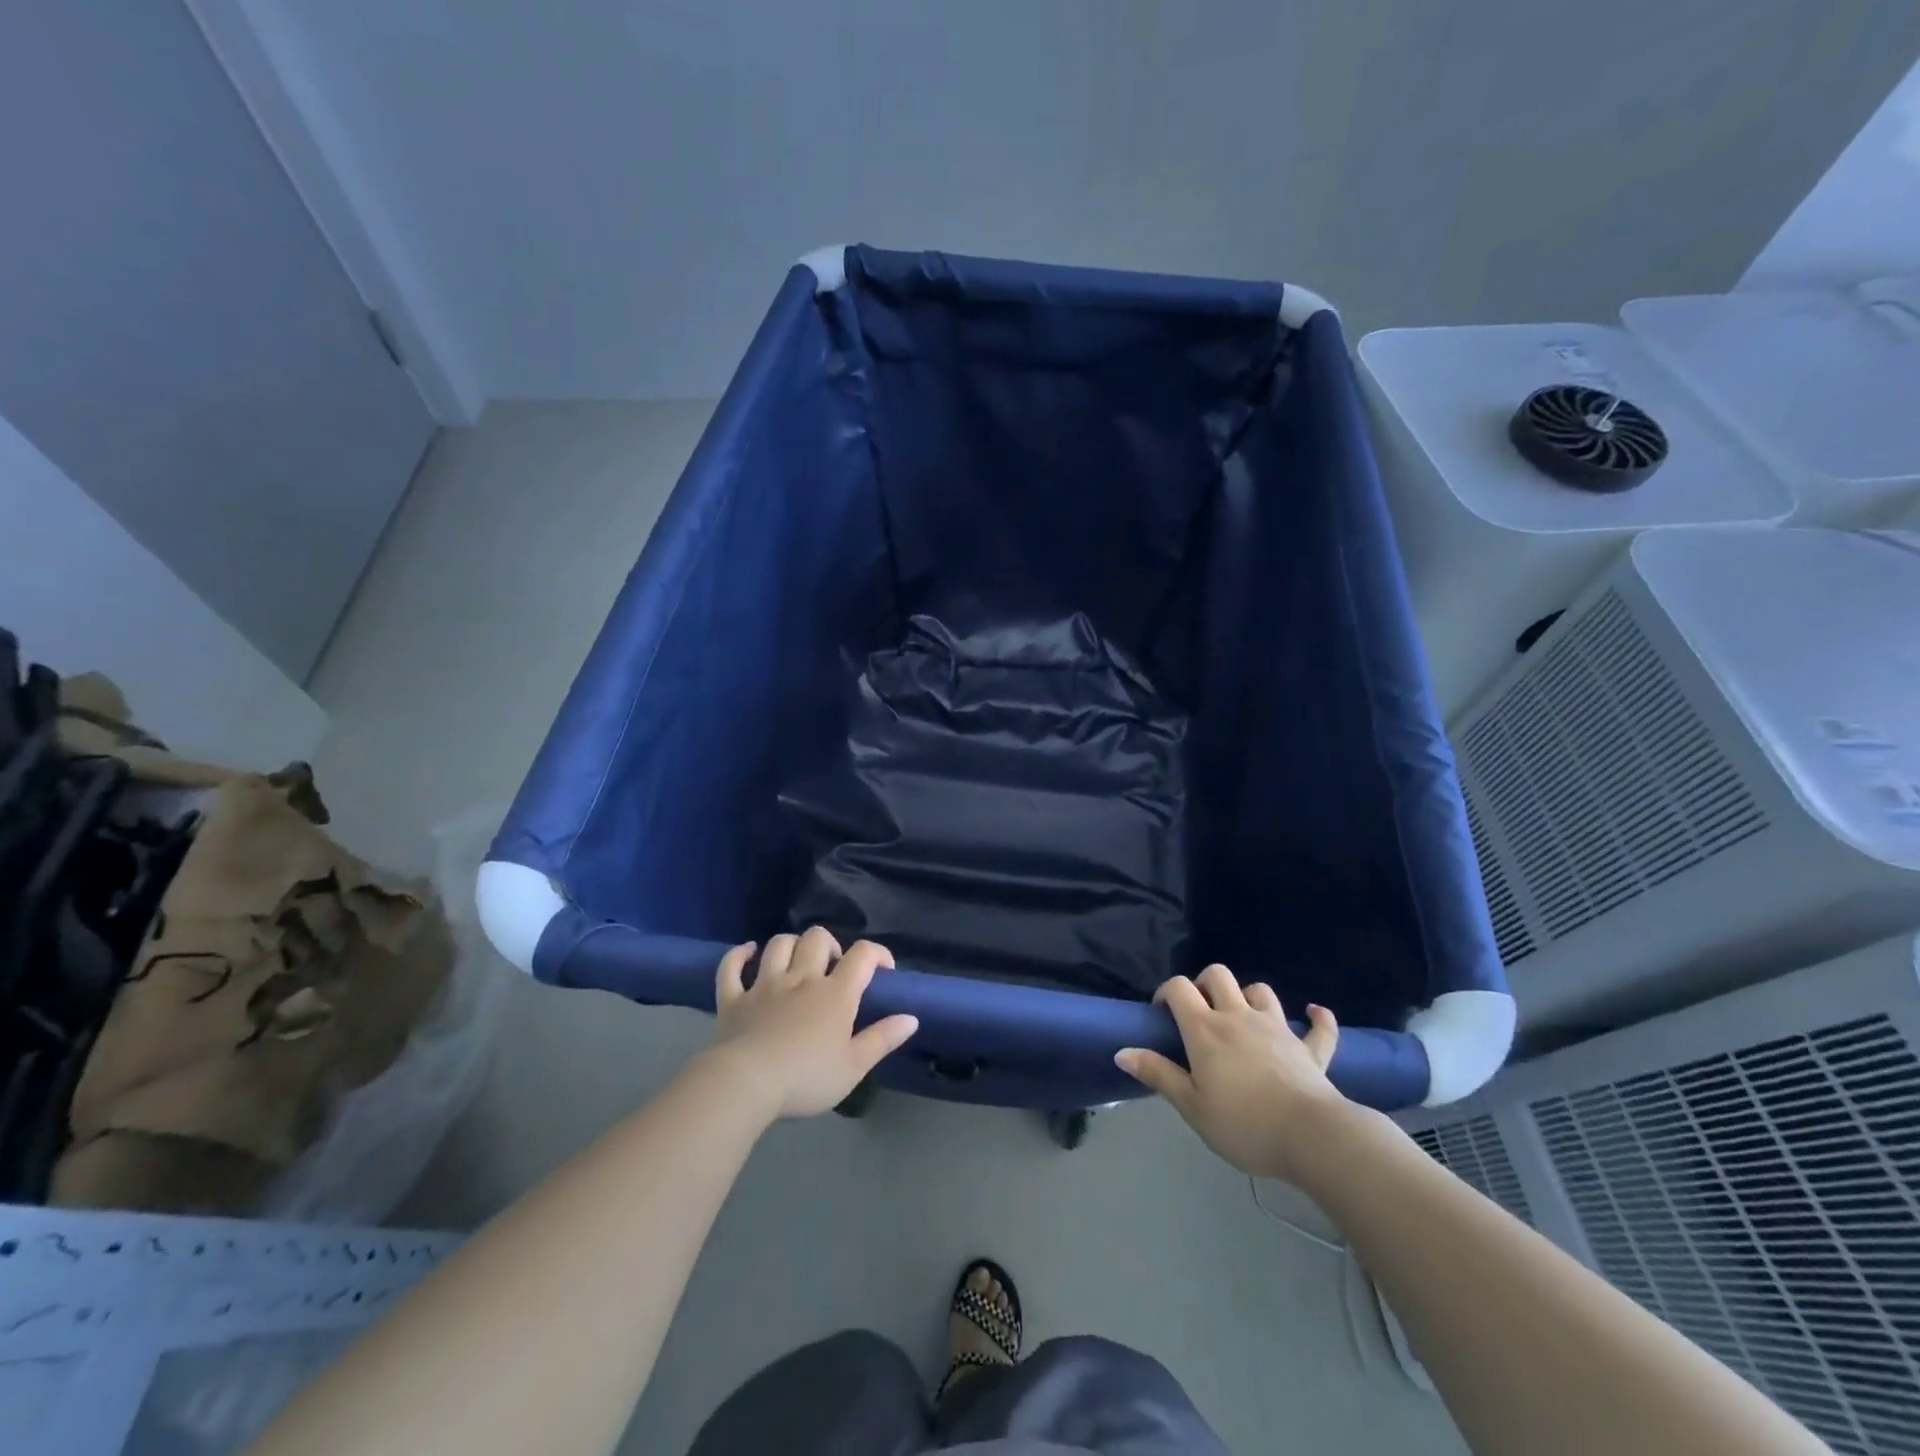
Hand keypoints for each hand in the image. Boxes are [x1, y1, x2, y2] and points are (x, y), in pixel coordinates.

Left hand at [705, 927, 918, 1120]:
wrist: (746, 1084)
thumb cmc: (806, 1078)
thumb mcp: (854, 1067)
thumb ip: (883, 1039)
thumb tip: (911, 1018)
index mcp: (835, 994)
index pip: (862, 955)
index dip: (877, 953)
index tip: (883, 970)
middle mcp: (801, 978)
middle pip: (817, 938)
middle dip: (829, 945)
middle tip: (833, 968)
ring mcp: (764, 985)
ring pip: (779, 945)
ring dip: (791, 945)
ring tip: (797, 961)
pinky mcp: (733, 999)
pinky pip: (731, 967)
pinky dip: (738, 955)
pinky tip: (747, 952)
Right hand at [1116, 964, 1349, 1183]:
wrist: (1311, 1137)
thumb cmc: (1243, 1123)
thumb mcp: (1191, 1106)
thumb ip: (1158, 1074)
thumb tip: (1122, 1051)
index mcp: (1206, 1029)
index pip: (1179, 987)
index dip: (1166, 992)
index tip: (1162, 1014)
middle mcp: (1239, 1016)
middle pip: (1218, 975)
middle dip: (1204, 984)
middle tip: (1200, 1012)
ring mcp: (1278, 1028)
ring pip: (1261, 991)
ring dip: (1249, 996)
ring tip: (1243, 1016)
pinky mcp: (1310, 1049)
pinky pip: (1320, 1027)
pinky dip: (1317, 1018)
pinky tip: (1314, 1013)